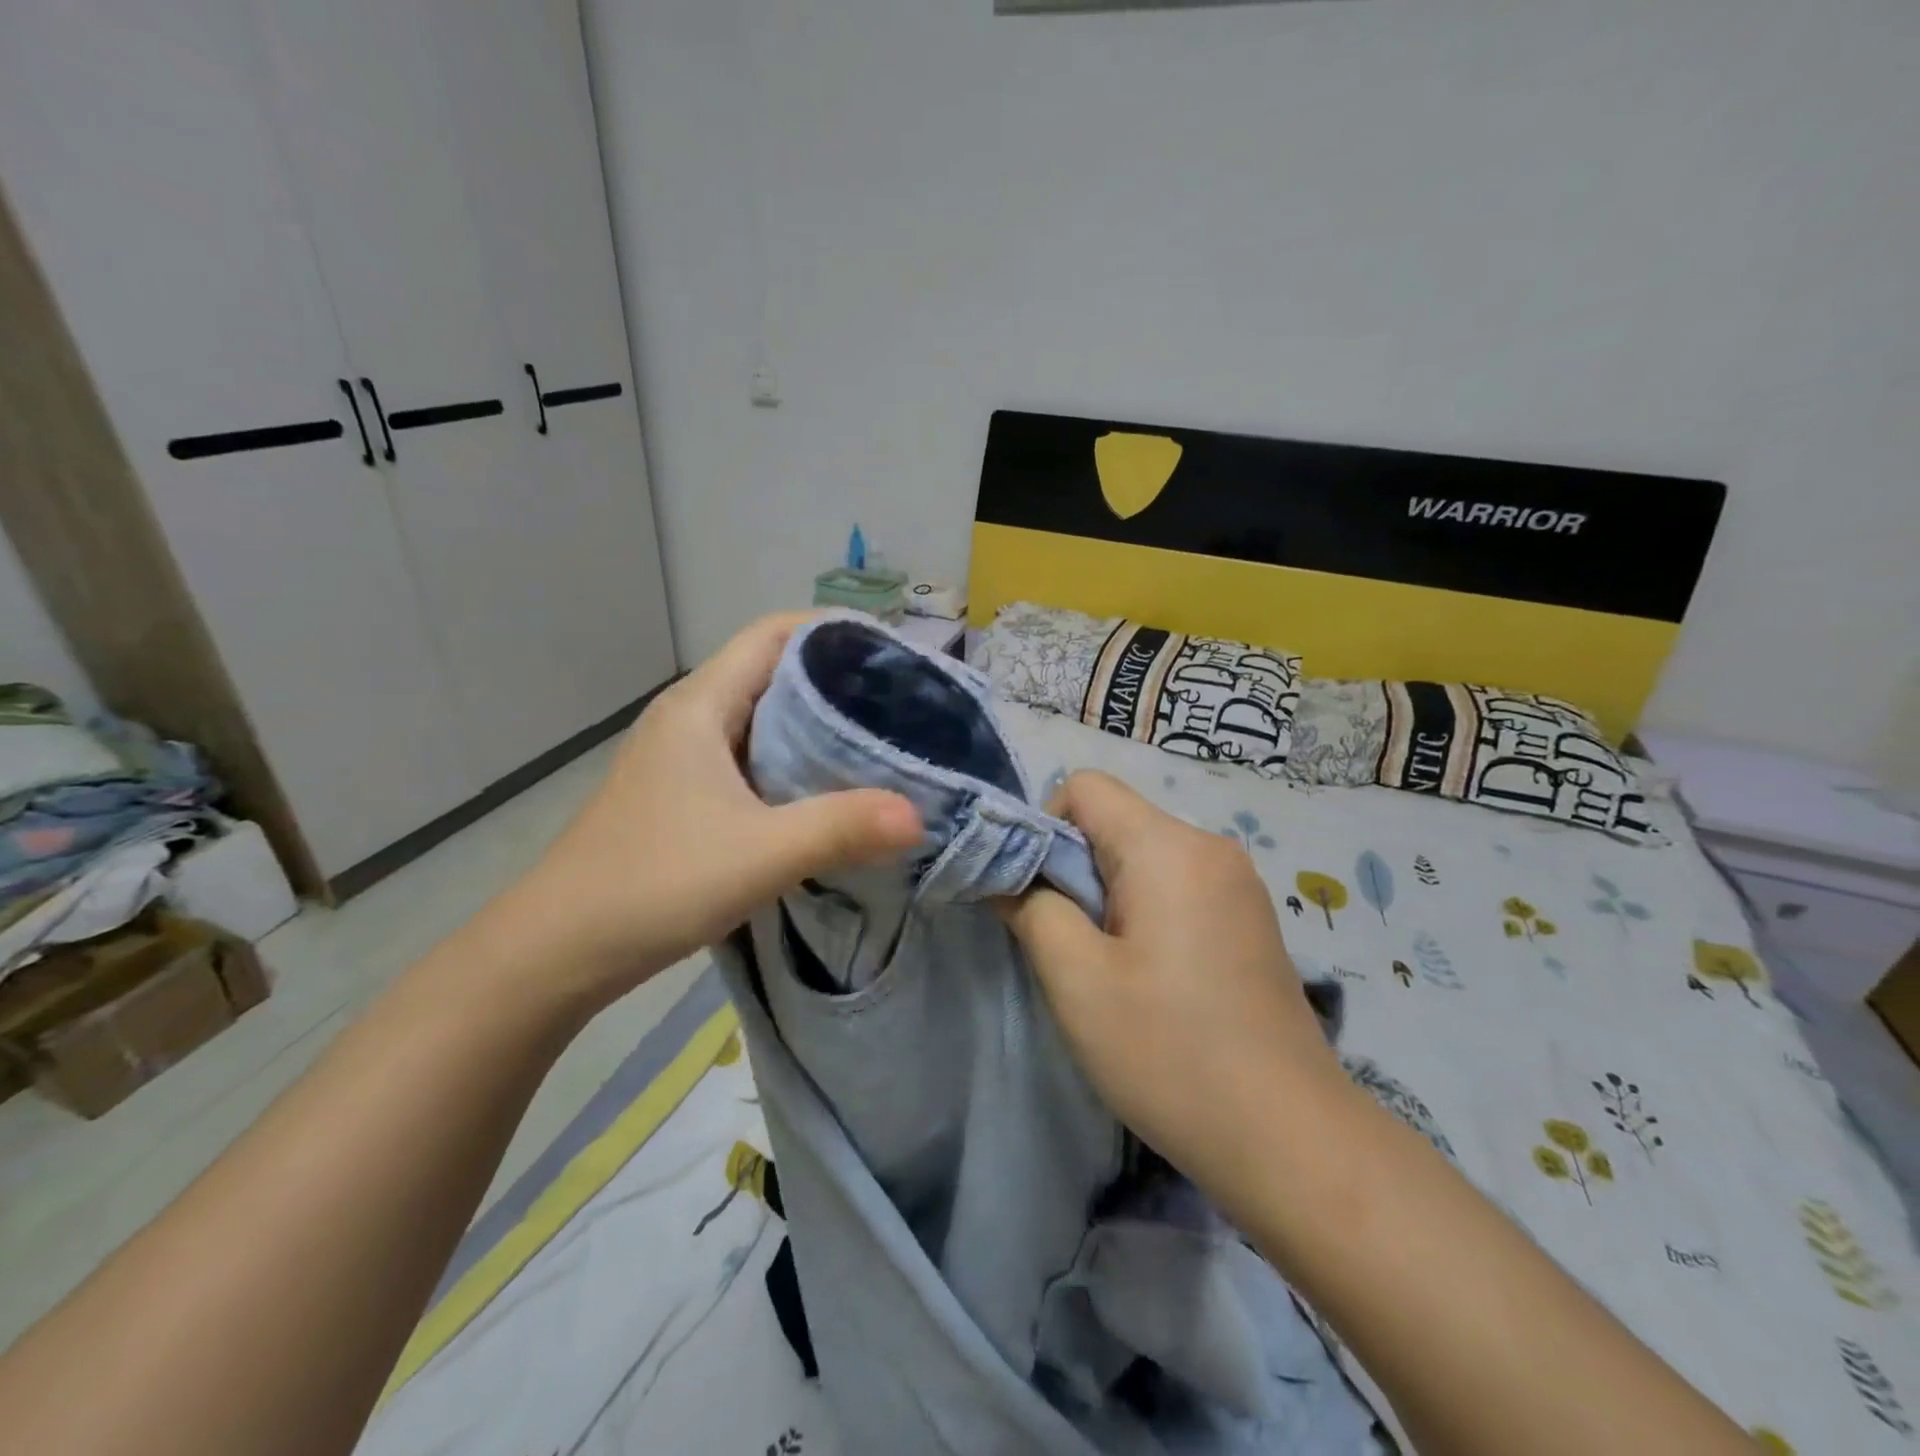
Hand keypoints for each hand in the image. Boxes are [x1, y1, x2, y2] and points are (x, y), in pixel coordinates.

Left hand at [510, 613, 922, 1006]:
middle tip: (903, 703)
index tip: (893, 654)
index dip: (833, 632)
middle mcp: (690, 718)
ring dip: (816, 724)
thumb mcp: (759, 854)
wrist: (559, 950)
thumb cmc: (654, 883)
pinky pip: (752, 757)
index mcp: (700, 705)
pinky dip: (794, 762)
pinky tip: (829, 791)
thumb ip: (841, 828)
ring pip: (763, 718)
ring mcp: (683, 757)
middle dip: (837, 680)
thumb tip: (919, 815)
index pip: (773, 634)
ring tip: (879, 742)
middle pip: (772, 671)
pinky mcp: (685, 794)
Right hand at [1001, 771, 1345, 1202]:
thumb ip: (1031, 909)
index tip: (1040, 897)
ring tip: (1108, 969)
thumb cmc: (1170, 1052)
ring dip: (1107, 897)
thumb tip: (1007, 876)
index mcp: (1169, 847)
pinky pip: (1176, 887)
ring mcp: (1238, 884)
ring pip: (1143, 857)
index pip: (1085, 787)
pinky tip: (1150, 980)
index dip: (1044, 828)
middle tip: (1067, 944)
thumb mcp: (1076, 980)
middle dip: (1074, 869)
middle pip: (1115, 821)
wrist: (1291, 1139)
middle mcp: (1210, 847)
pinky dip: (1144, 914)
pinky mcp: (1249, 919)